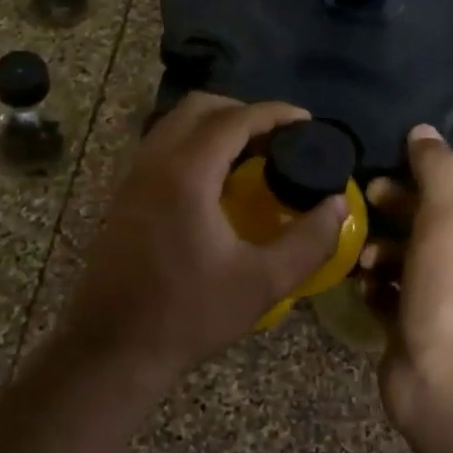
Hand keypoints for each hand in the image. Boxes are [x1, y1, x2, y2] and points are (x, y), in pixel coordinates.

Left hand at [60, 94, 346, 383]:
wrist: (114, 345)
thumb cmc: (190, 314)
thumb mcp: (263, 283)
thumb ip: (308, 240)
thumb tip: (338, 205)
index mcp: (187, 173)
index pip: (234, 119)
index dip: (274, 113)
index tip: (306, 121)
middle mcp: (155, 161)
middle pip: (199, 107)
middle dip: (242, 111)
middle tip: (278, 136)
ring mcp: (134, 176)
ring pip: (175, 123)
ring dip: (214, 125)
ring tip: (251, 152)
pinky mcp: (125, 194)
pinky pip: (161, 145)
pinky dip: (192, 143)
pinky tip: (215, 179)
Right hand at [364, 125, 452, 432]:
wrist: (445, 387)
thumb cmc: (451, 297)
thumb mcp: (447, 222)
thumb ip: (435, 171)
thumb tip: (423, 129)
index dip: (417, 176)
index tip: (378, 173)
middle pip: (424, 221)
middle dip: (391, 212)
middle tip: (359, 206)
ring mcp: (441, 298)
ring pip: (402, 256)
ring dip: (377, 249)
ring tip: (360, 257)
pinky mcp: (412, 324)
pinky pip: (387, 291)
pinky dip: (373, 284)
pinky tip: (360, 285)